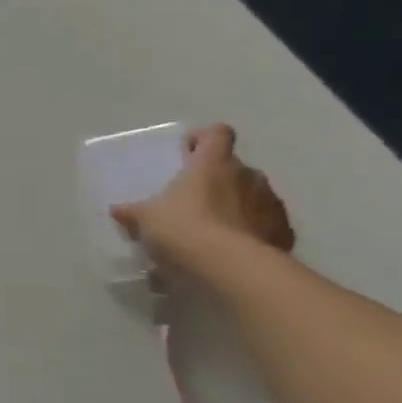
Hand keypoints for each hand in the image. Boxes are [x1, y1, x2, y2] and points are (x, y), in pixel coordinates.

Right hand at [110, 123, 294, 273]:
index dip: (203, 138)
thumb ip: (133, 213)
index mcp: (213, 164)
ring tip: (212, 233)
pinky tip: (231, 253)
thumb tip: (118, 210)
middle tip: (193, 201)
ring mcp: (270, 204)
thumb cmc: (184, 230)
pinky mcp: (284, 233)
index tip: (188, 151)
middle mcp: (247, 176)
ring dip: (235, 207)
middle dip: (217, 180)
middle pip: (234, 167)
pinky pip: (265, 226)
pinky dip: (251, 234)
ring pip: (252, 197)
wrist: (232, 269)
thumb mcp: (146, 221)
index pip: (216, 134)